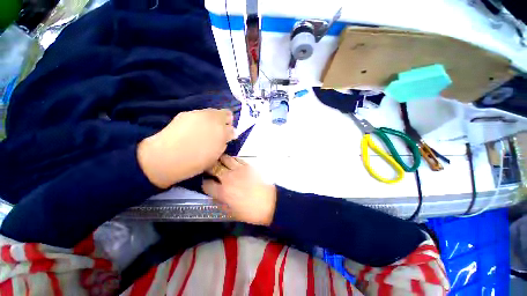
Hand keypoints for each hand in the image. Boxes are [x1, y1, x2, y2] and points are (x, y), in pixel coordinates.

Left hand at [137, 109, 234, 188]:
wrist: (166, 157)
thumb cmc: (195, 161)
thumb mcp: (216, 155)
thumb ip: (223, 143)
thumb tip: (227, 136)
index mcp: (222, 132)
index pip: (232, 128)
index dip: (231, 132)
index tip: (227, 137)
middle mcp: (214, 119)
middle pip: (226, 114)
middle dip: (225, 121)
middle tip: (220, 130)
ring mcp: (199, 114)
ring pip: (213, 112)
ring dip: (213, 119)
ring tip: (205, 129)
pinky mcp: (186, 113)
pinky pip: (199, 114)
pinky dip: (201, 119)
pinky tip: (193, 129)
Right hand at [202, 155, 276, 225]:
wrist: (270, 202)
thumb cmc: (251, 212)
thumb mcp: (232, 212)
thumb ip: (221, 202)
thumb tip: (216, 195)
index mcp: (222, 192)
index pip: (207, 184)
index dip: (205, 183)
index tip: (207, 183)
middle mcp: (228, 178)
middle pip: (213, 167)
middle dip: (209, 168)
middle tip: (210, 169)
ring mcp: (238, 170)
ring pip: (224, 159)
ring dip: (220, 160)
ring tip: (220, 162)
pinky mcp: (248, 166)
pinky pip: (237, 159)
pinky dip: (232, 160)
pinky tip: (233, 163)